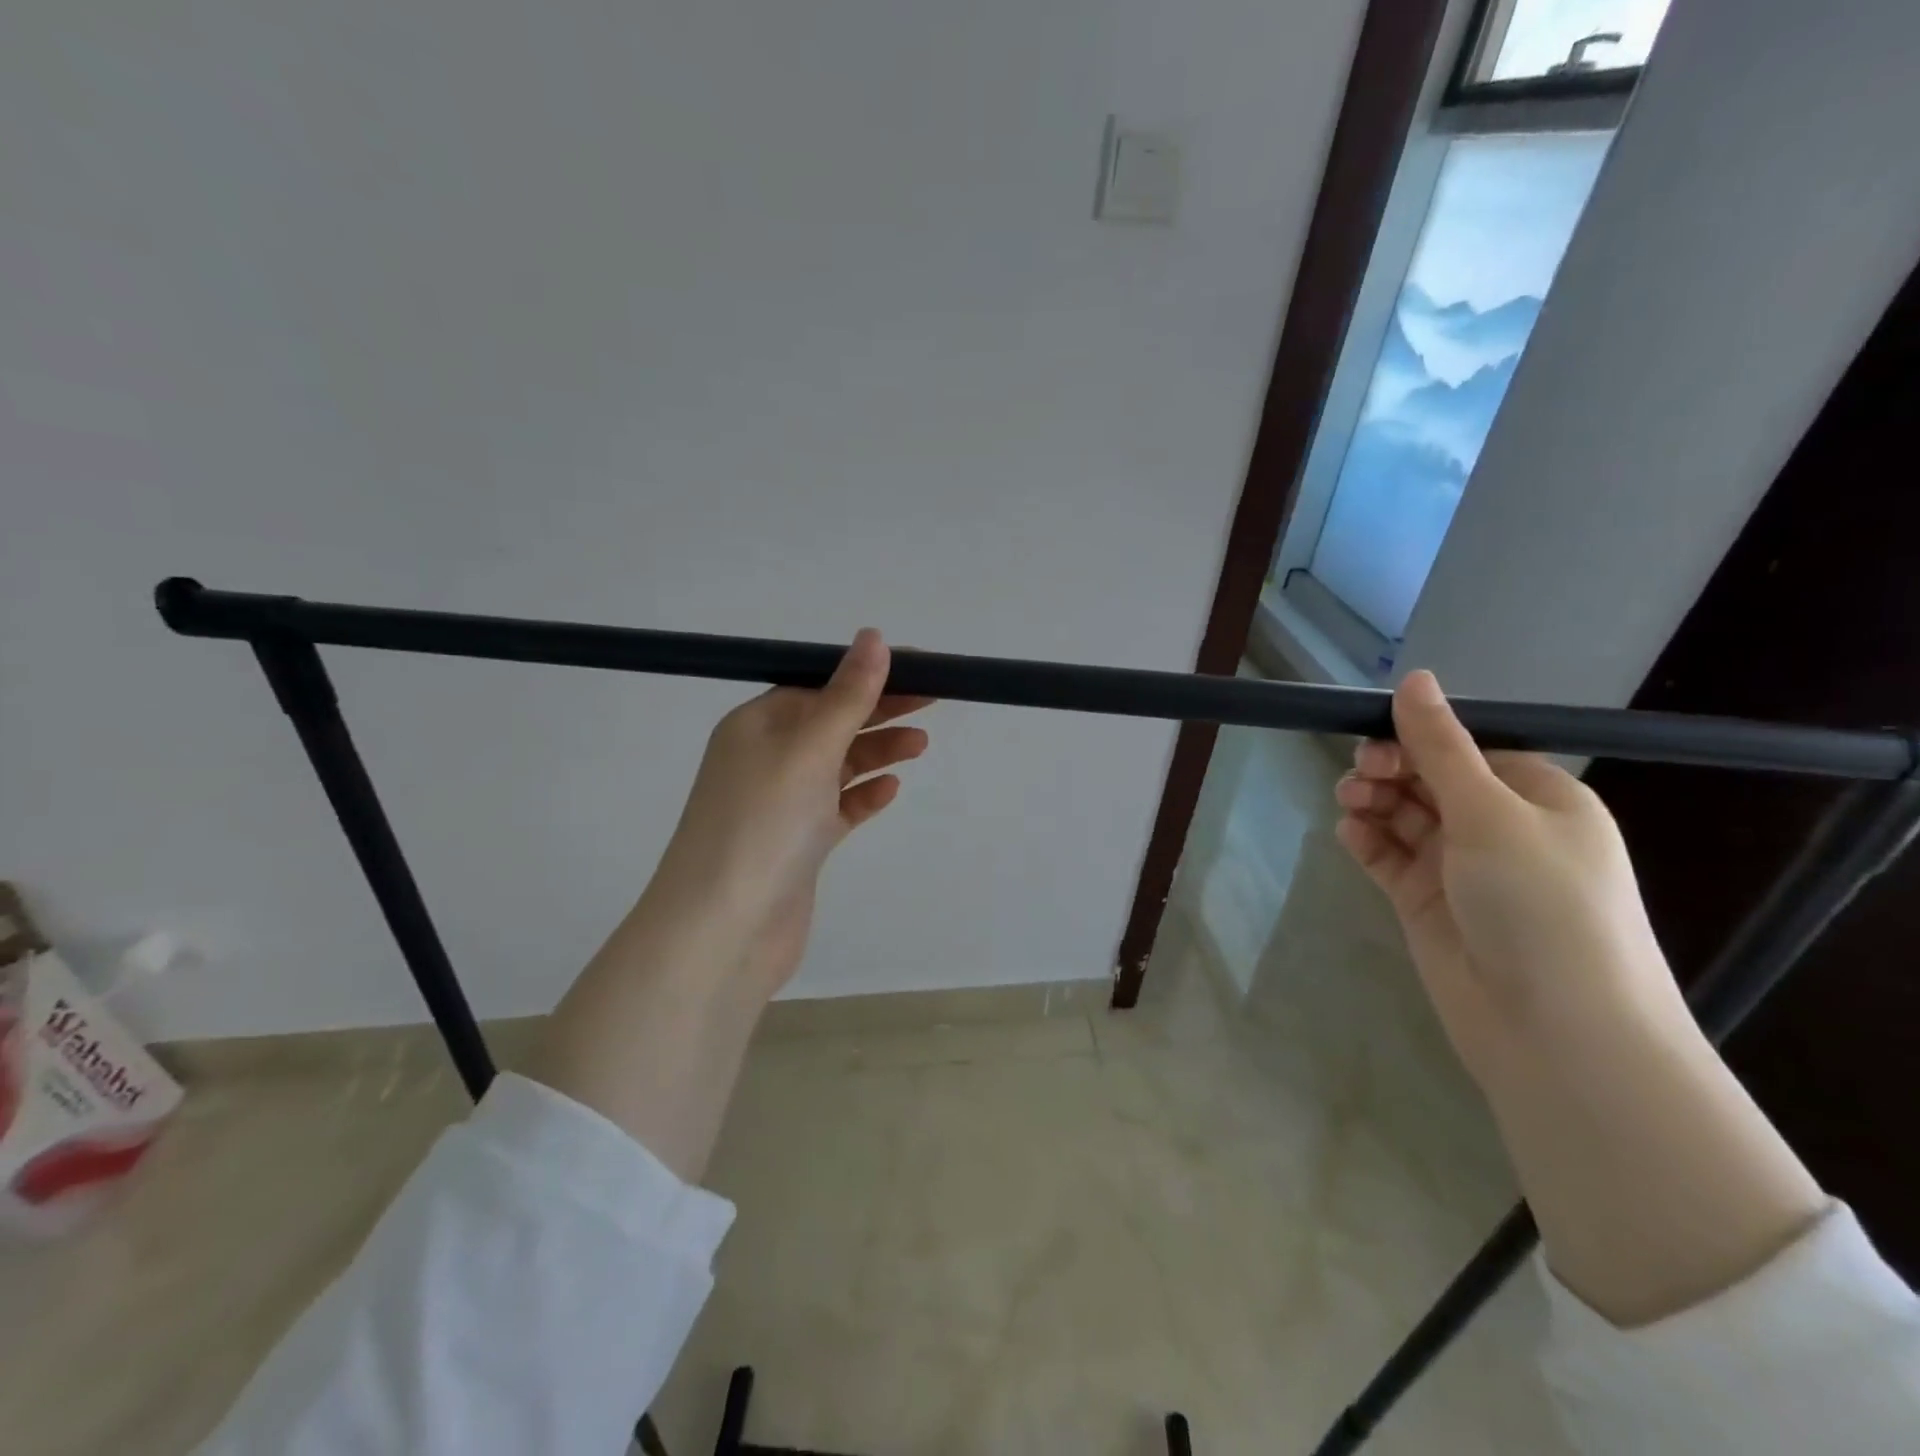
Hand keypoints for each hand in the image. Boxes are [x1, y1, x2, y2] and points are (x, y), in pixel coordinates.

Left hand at [647, 628, 931, 995]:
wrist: (724, 932)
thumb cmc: (763, 825)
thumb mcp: (808, 749)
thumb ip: (847, 695)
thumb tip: (874, 636)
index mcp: (757, 725)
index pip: (819, 686)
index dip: (868, 675)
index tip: (920, 669)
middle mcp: (765, 759)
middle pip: (832, 722)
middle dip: (880, 709)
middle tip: (934, 700)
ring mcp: (782, 804)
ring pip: (838, 765)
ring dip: (878, 751)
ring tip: (920, 746)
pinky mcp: (798, 845)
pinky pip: (837, 808)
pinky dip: (864, 795)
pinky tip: (890, 790)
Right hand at [1333, 670, 1686, 1082]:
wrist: (1557, 1033)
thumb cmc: (1541, 905)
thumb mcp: (1491, 813)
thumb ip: (1441, 746)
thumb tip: (1414, 678)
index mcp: (1539, 799)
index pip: (1469, 749)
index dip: (1420, 737)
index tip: (1375, 736)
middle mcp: (1502, 829)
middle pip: (1431, 780)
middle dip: (1391, 769)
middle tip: (1360, 775)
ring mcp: (1462, 869)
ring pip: (1405, 816)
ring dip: (1375, 802)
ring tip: (1350, 803)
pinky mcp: (1428, 904)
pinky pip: (1390, 858)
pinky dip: (1368, 841)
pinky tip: (1350, 834)